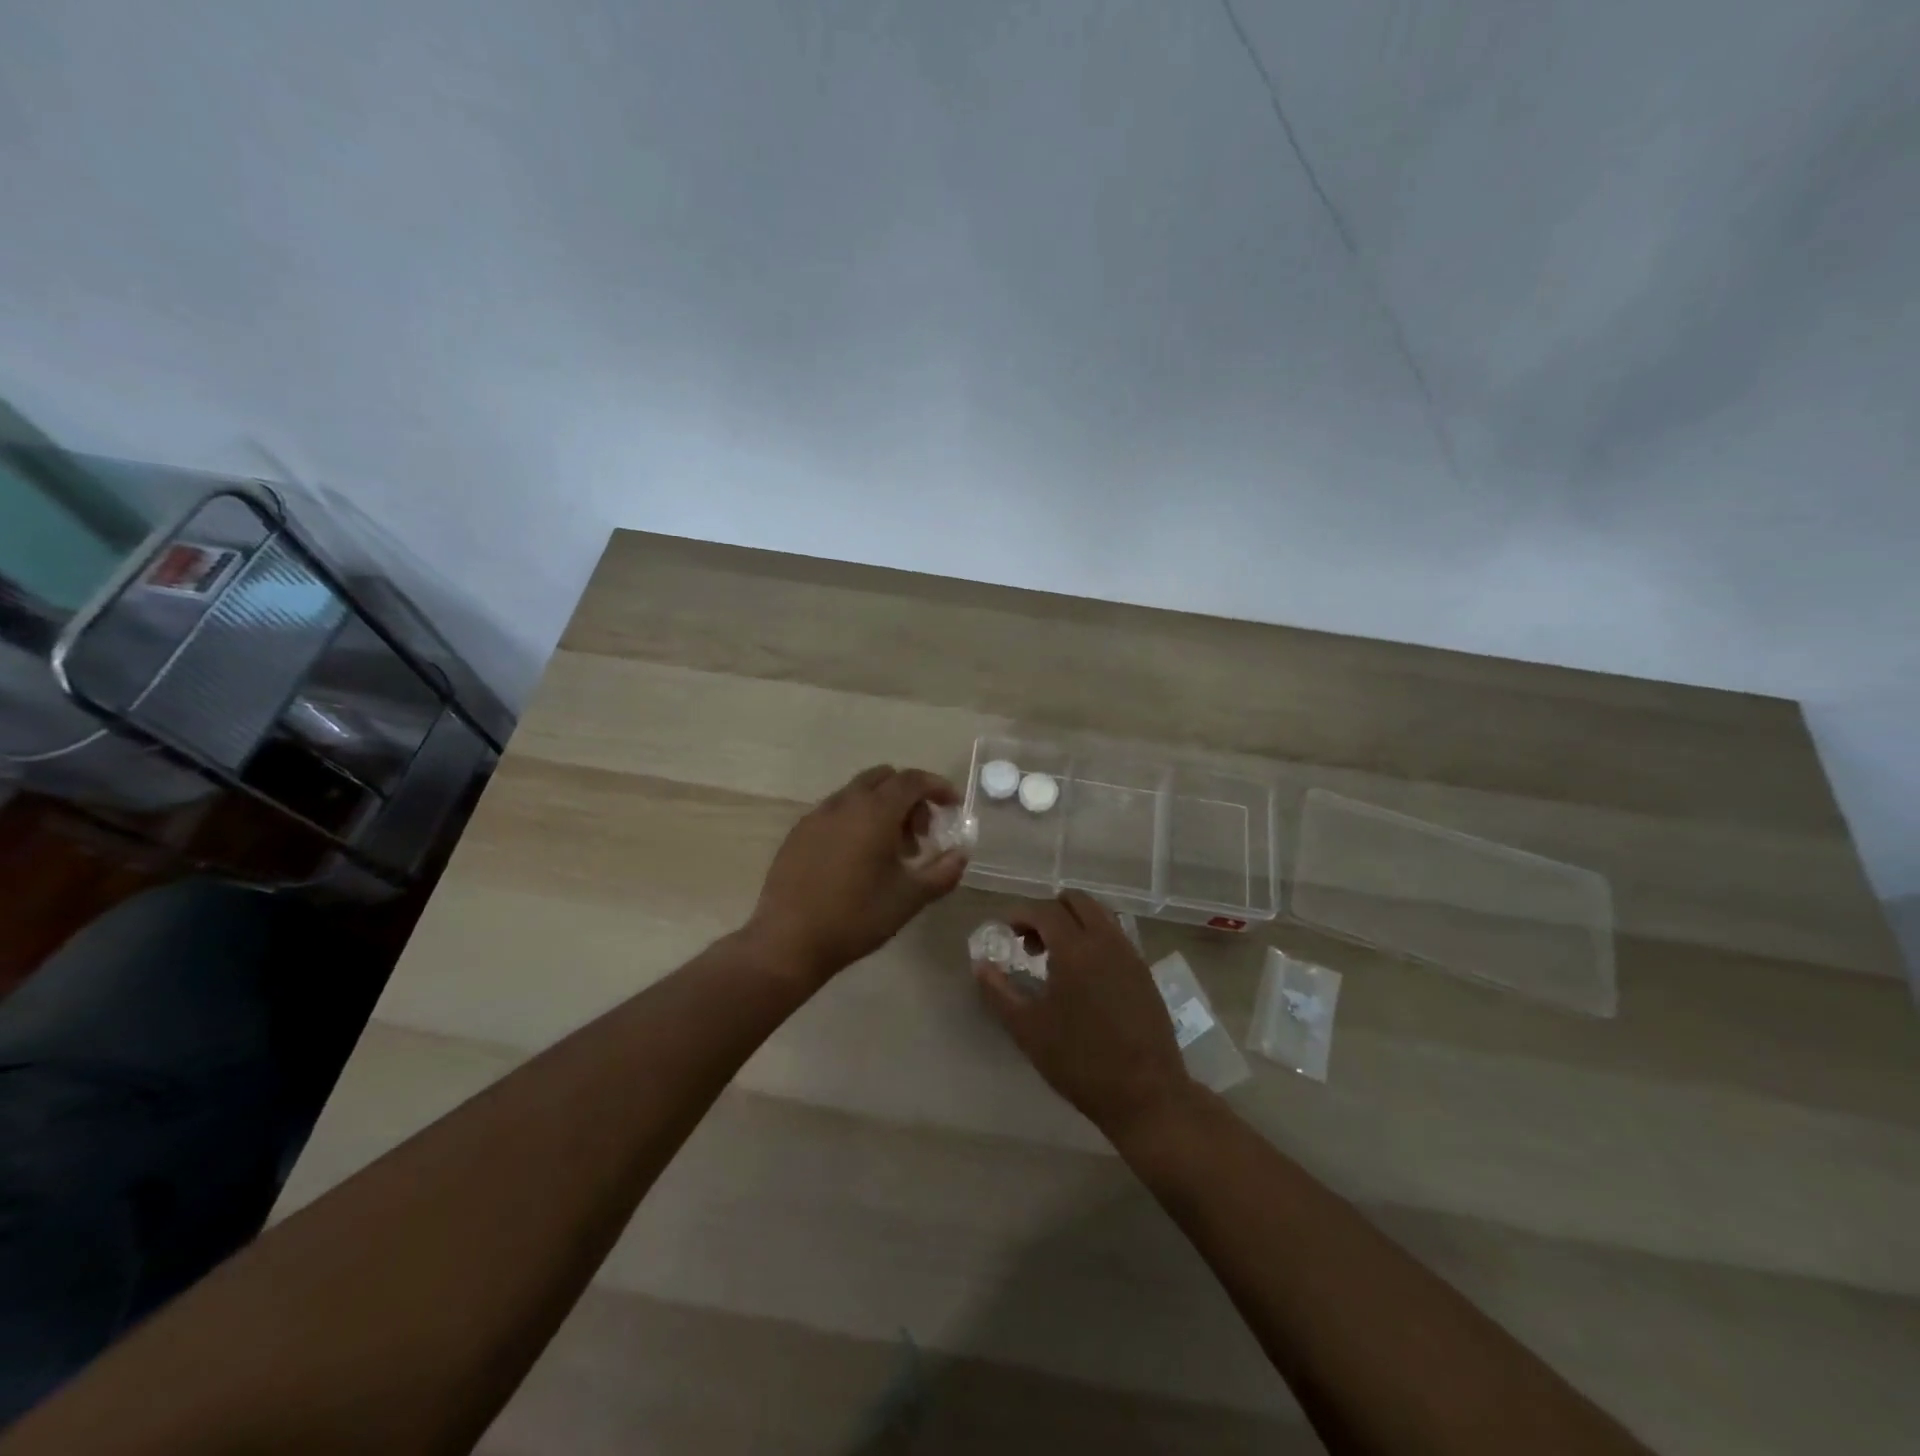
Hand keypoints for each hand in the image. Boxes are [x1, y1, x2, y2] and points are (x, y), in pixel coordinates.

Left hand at [746, 765, 966, 983]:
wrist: (788, 941)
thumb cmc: (856, 917)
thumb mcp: (910, 898)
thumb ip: (943, 871)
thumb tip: (961, 854)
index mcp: (875, 811)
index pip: (912, 780)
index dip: (937, 787)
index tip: (953, 806)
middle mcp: (845, 803)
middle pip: (884, 779)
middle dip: (909, 798)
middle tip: (921, 834)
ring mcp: (817, 816)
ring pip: (858, 794)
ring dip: (882, 809)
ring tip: (891, 852)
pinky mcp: (798, 833)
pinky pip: (836, 812)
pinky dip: (856, 820)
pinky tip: (857, 860)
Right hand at [973, 890, 1193, 1135]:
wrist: (1147, 1094)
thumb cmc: (1080, 1062)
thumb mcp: (1028, 1030)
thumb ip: (999, 993)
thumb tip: (980, 965)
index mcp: (1076, 949)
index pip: (1045, 910)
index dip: (1021, 914)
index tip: (1006, 931)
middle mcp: (1106, 941)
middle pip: (1077, 901)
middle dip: (1049, 911)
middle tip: (1031, 943)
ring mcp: (1130, 955)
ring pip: (1100, 915)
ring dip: (1073, 923)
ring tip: (1056, 959)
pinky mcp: (1145, 972)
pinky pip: (1115, 936)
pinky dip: (1094, 938)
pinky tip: (1084, 976)